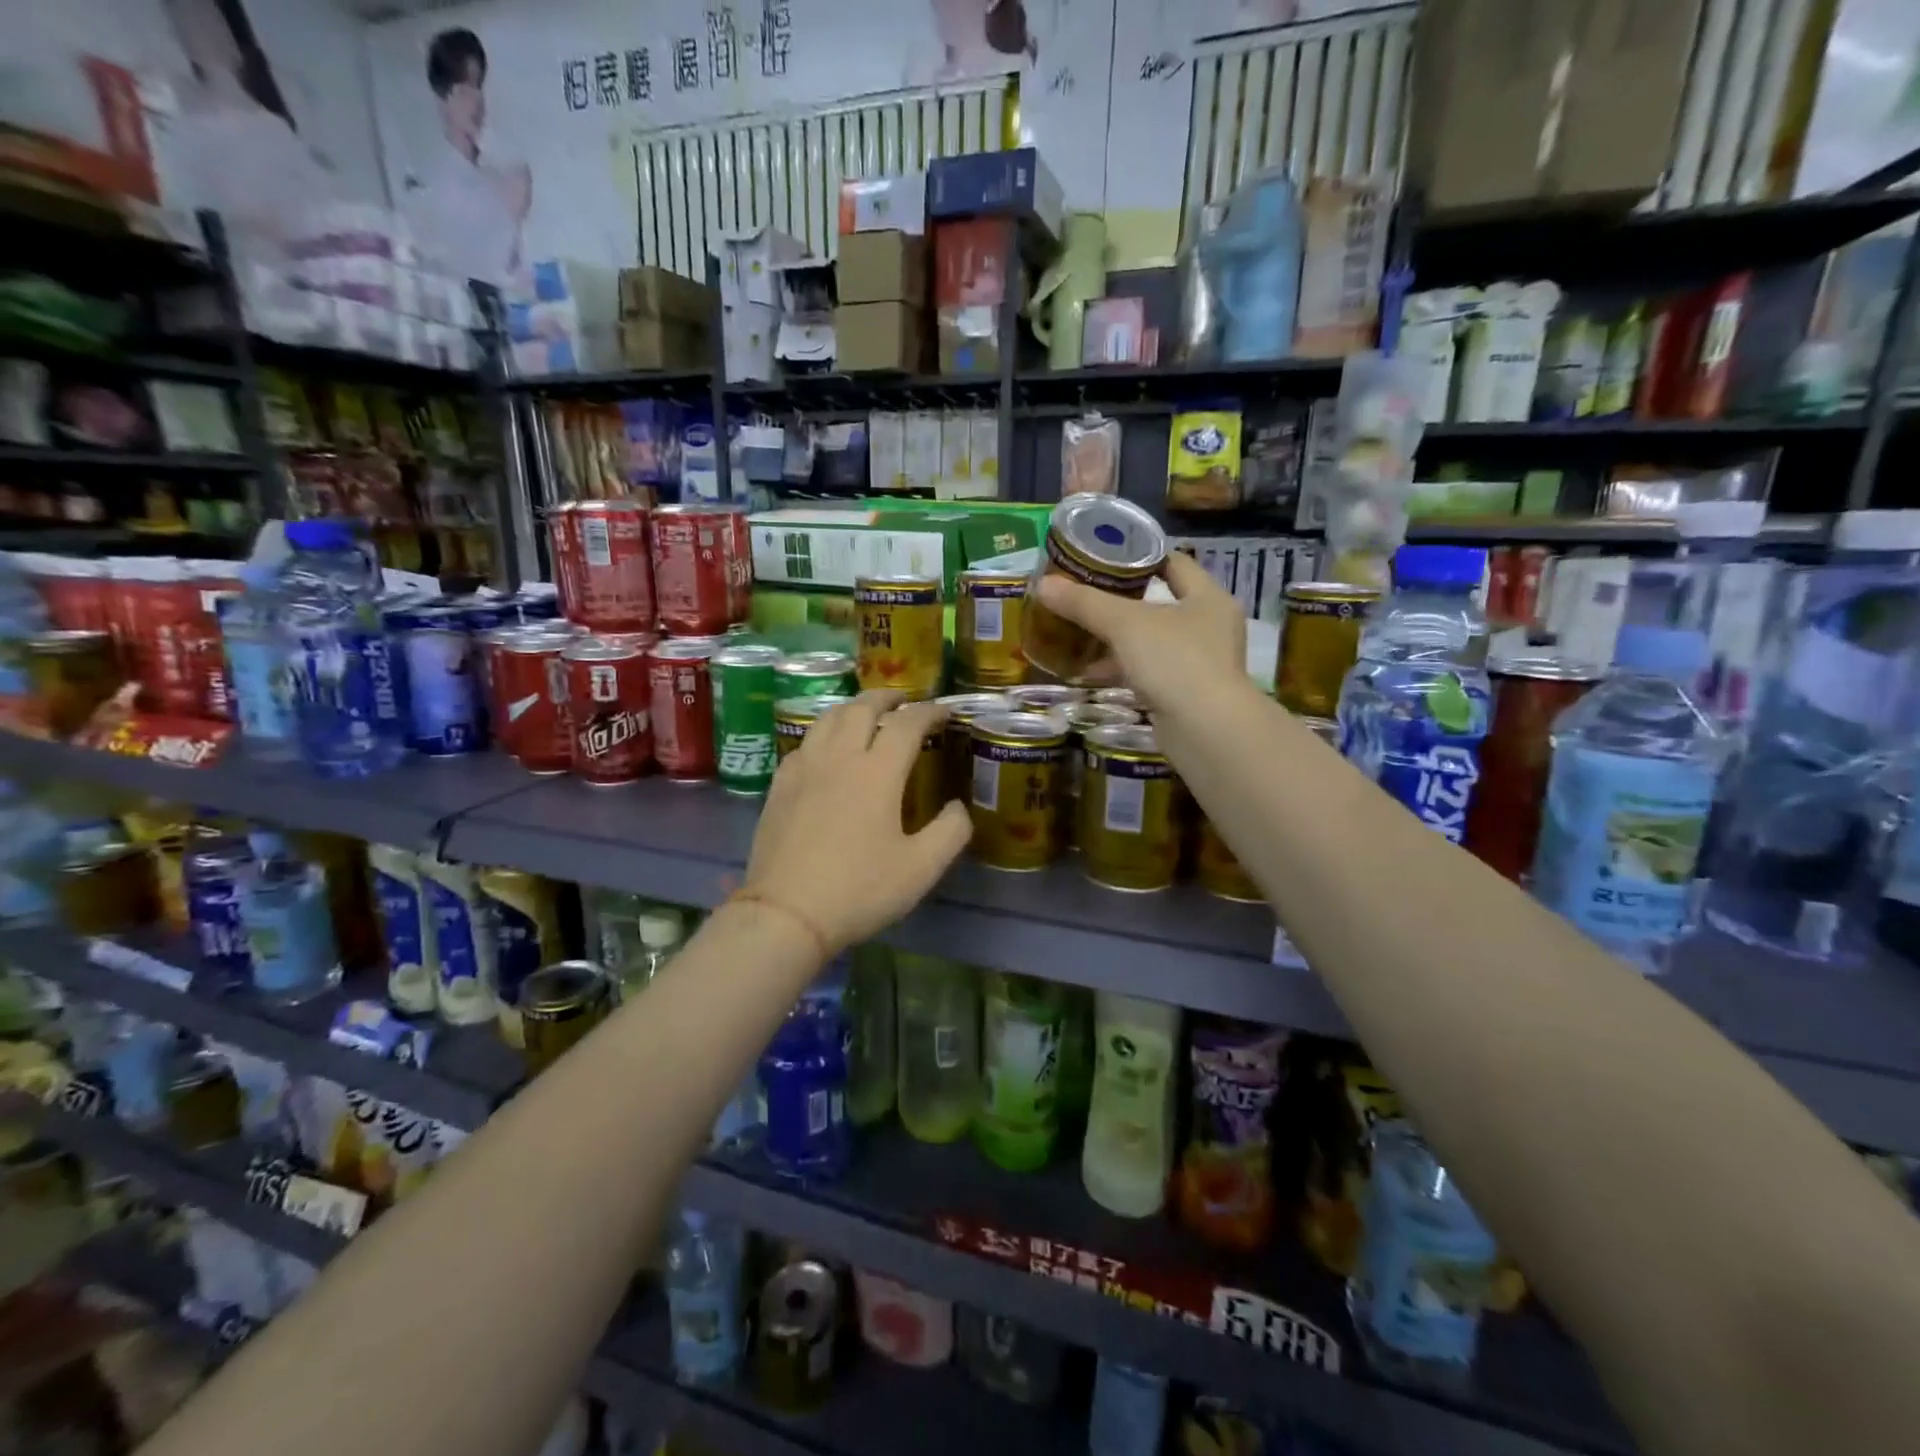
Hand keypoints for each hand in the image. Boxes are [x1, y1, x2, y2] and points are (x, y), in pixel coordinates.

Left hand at [744, 692, 971, 953]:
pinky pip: (804, 743)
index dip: (930, 712)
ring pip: (827, 718)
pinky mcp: (779, 786)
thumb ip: (950, 832)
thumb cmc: (859, 890)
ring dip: (853, 708)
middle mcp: (839, 757)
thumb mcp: (921, 869)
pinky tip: (826, 750)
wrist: (786, 914)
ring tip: (866, 714)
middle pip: (862, 708)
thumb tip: (958, 807)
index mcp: (877, 772)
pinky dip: (824, 733)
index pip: (907, 724)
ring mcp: (804, 769)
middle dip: (888, 698)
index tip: (945, 713)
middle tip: (904, 701)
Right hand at [1035, 550, 1245, 712]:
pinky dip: (1122, 670)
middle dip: (1122, 603)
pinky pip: (1149, 672)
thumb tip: (1042, 584)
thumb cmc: (1174, 660)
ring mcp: (1201, 663)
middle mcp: (1210, 626)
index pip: (1174, 563)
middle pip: (1160, 604)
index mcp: (1208, 597)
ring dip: (1119, 640)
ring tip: (1080, 633)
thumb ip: (1084, 603)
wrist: (1206, 730)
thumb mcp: (1124, 624)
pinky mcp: (1187, 694)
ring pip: (1152, 642)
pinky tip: (1090, 673)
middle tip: (1086, 595)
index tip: (1105, 557)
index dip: (1140, 556)